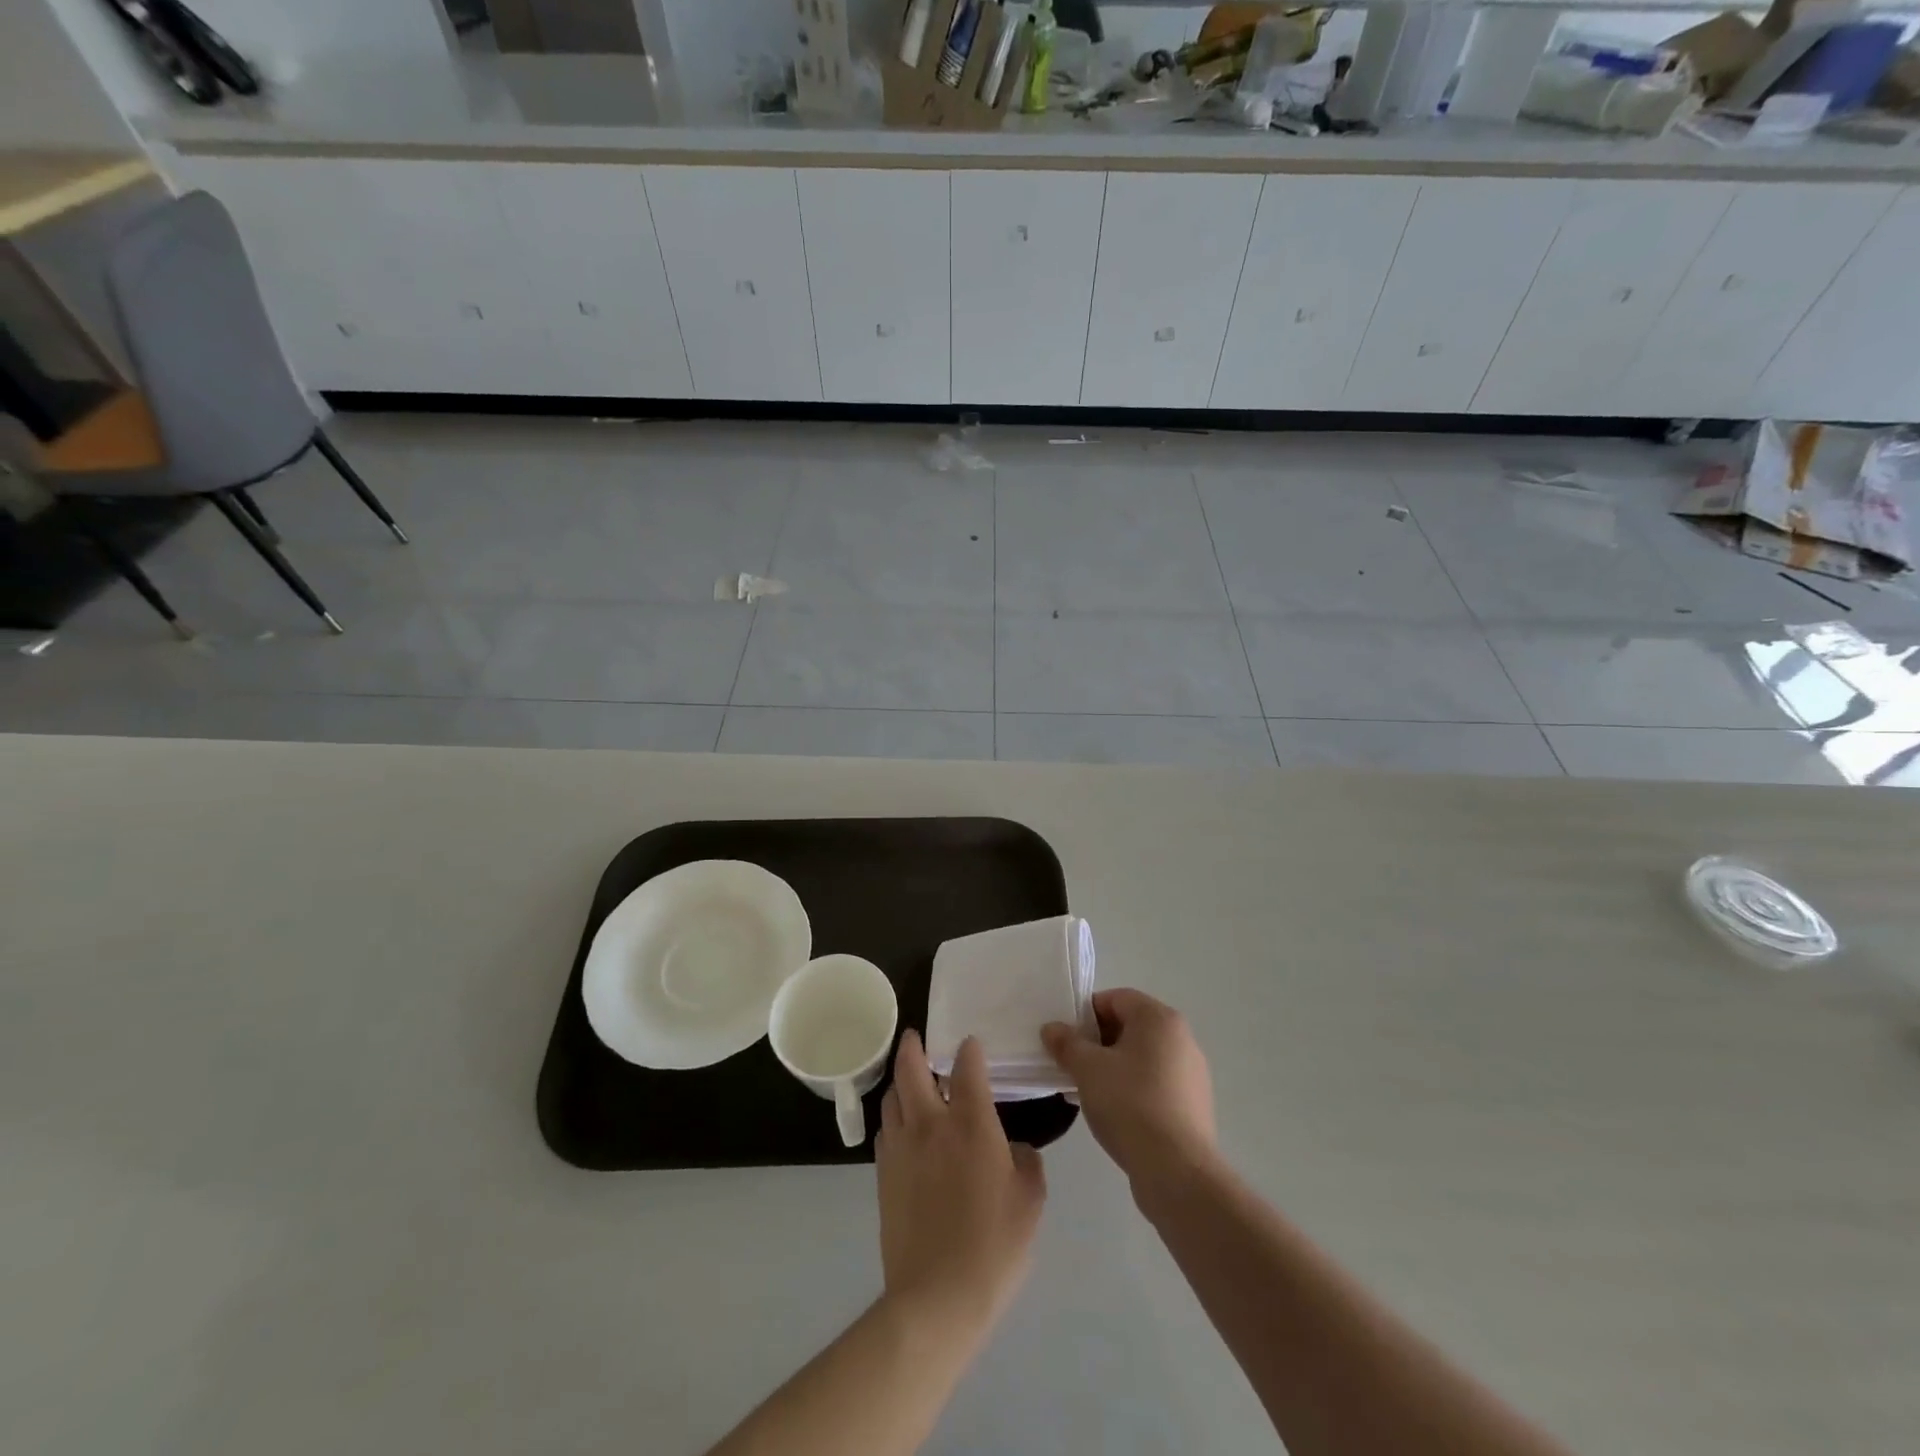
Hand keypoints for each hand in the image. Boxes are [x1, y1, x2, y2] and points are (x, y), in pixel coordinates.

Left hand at [876, 1031, 1046, 1335]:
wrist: (937, 1297)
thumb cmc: (994, 1245)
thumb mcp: (1030, 1202)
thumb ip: (1027, 1163)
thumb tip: (1015, 1149)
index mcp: (970, 1123)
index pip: (967, 1068)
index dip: (969, 1050)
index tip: (971, 1044)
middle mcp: (930, 1123)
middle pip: (911, 1069)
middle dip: (913, 1046)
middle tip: (915, 1037)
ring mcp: (901, 1147)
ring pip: (892, 1096)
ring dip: (900, 1081)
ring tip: (909, 1081)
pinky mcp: (883, 1174)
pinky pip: (885, 1130)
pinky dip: (893, 1117)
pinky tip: (903, 1128)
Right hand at [1042, 988, 1215, 1188]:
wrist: (1176, 1171)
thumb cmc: (1130, 1104)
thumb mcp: (1087, 1069)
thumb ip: (1067, 1043)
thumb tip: (1052, 1029)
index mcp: (1159, 1019)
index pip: (1116, 999)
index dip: (1086, 1014)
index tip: (1066, 1039)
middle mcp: (1181, 1038)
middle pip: (1130, 1027)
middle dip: (1097, 1042)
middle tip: (1073, 1065)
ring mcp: (1191, 1073)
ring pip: (1142, 1058)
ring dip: (1113, 1067)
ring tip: (1089, 1092)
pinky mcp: (1193, 1105)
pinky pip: (1155, 1084)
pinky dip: (1132, 1090)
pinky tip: (1114, 1114)